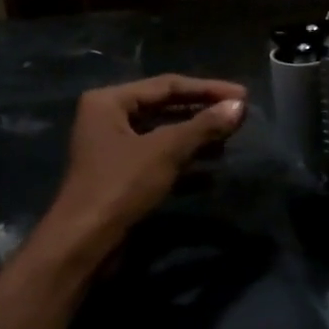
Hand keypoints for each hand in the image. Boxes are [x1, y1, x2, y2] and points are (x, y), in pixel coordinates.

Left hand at [43, 75, 246, 251]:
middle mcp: (108, 119)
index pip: (167, 85)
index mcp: (109, 101)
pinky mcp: (122, 178)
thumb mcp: (166, 151)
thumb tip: (240, 107)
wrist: (85, 242)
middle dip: (202, 114)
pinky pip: (159, 160)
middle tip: (239, 117)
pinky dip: (184, 163)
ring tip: (230, 142)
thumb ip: (203, 126)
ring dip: (196, 139)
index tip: (243, 96)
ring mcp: (113, 150)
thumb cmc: (121, 186)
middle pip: (164, 108)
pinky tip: (212, 173)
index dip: (207, 89)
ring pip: (163, 136)